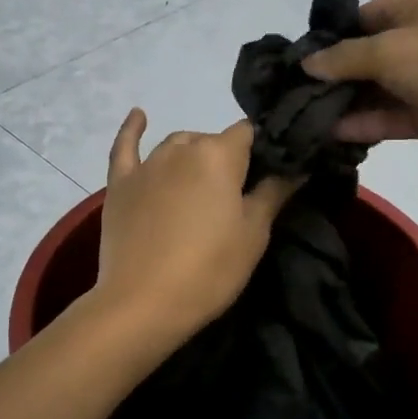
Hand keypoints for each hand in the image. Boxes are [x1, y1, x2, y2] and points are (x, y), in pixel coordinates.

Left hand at [93, 110, 297, 342]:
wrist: (143, 303)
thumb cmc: (209, 269)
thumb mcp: (254, 234)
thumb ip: (275, 192)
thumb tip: (297, 166)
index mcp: (219, 155)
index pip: (249, 133)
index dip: (262, 149)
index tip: (270, 173)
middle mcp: (182, 148)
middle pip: (212, 141)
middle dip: (227, 159)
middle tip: (236, 197)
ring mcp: (147, 165)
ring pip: (177, 145)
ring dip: (192, 156)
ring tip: (202, 185)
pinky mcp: (120, 184)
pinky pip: (125, 147)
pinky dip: (132, 130)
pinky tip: (139, 115)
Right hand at [301, 0, 417, 171]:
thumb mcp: (392, 50)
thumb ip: (345, 58)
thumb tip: (308, 63)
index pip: (362, 18)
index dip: (330, 41)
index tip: (295, 67)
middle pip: (368, 55)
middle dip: (334, 77)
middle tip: (292, 100)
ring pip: (380, 89)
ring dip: (348, 105)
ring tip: (304, 122)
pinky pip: (395, 116)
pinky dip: (368, 124)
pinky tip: (333, 135)